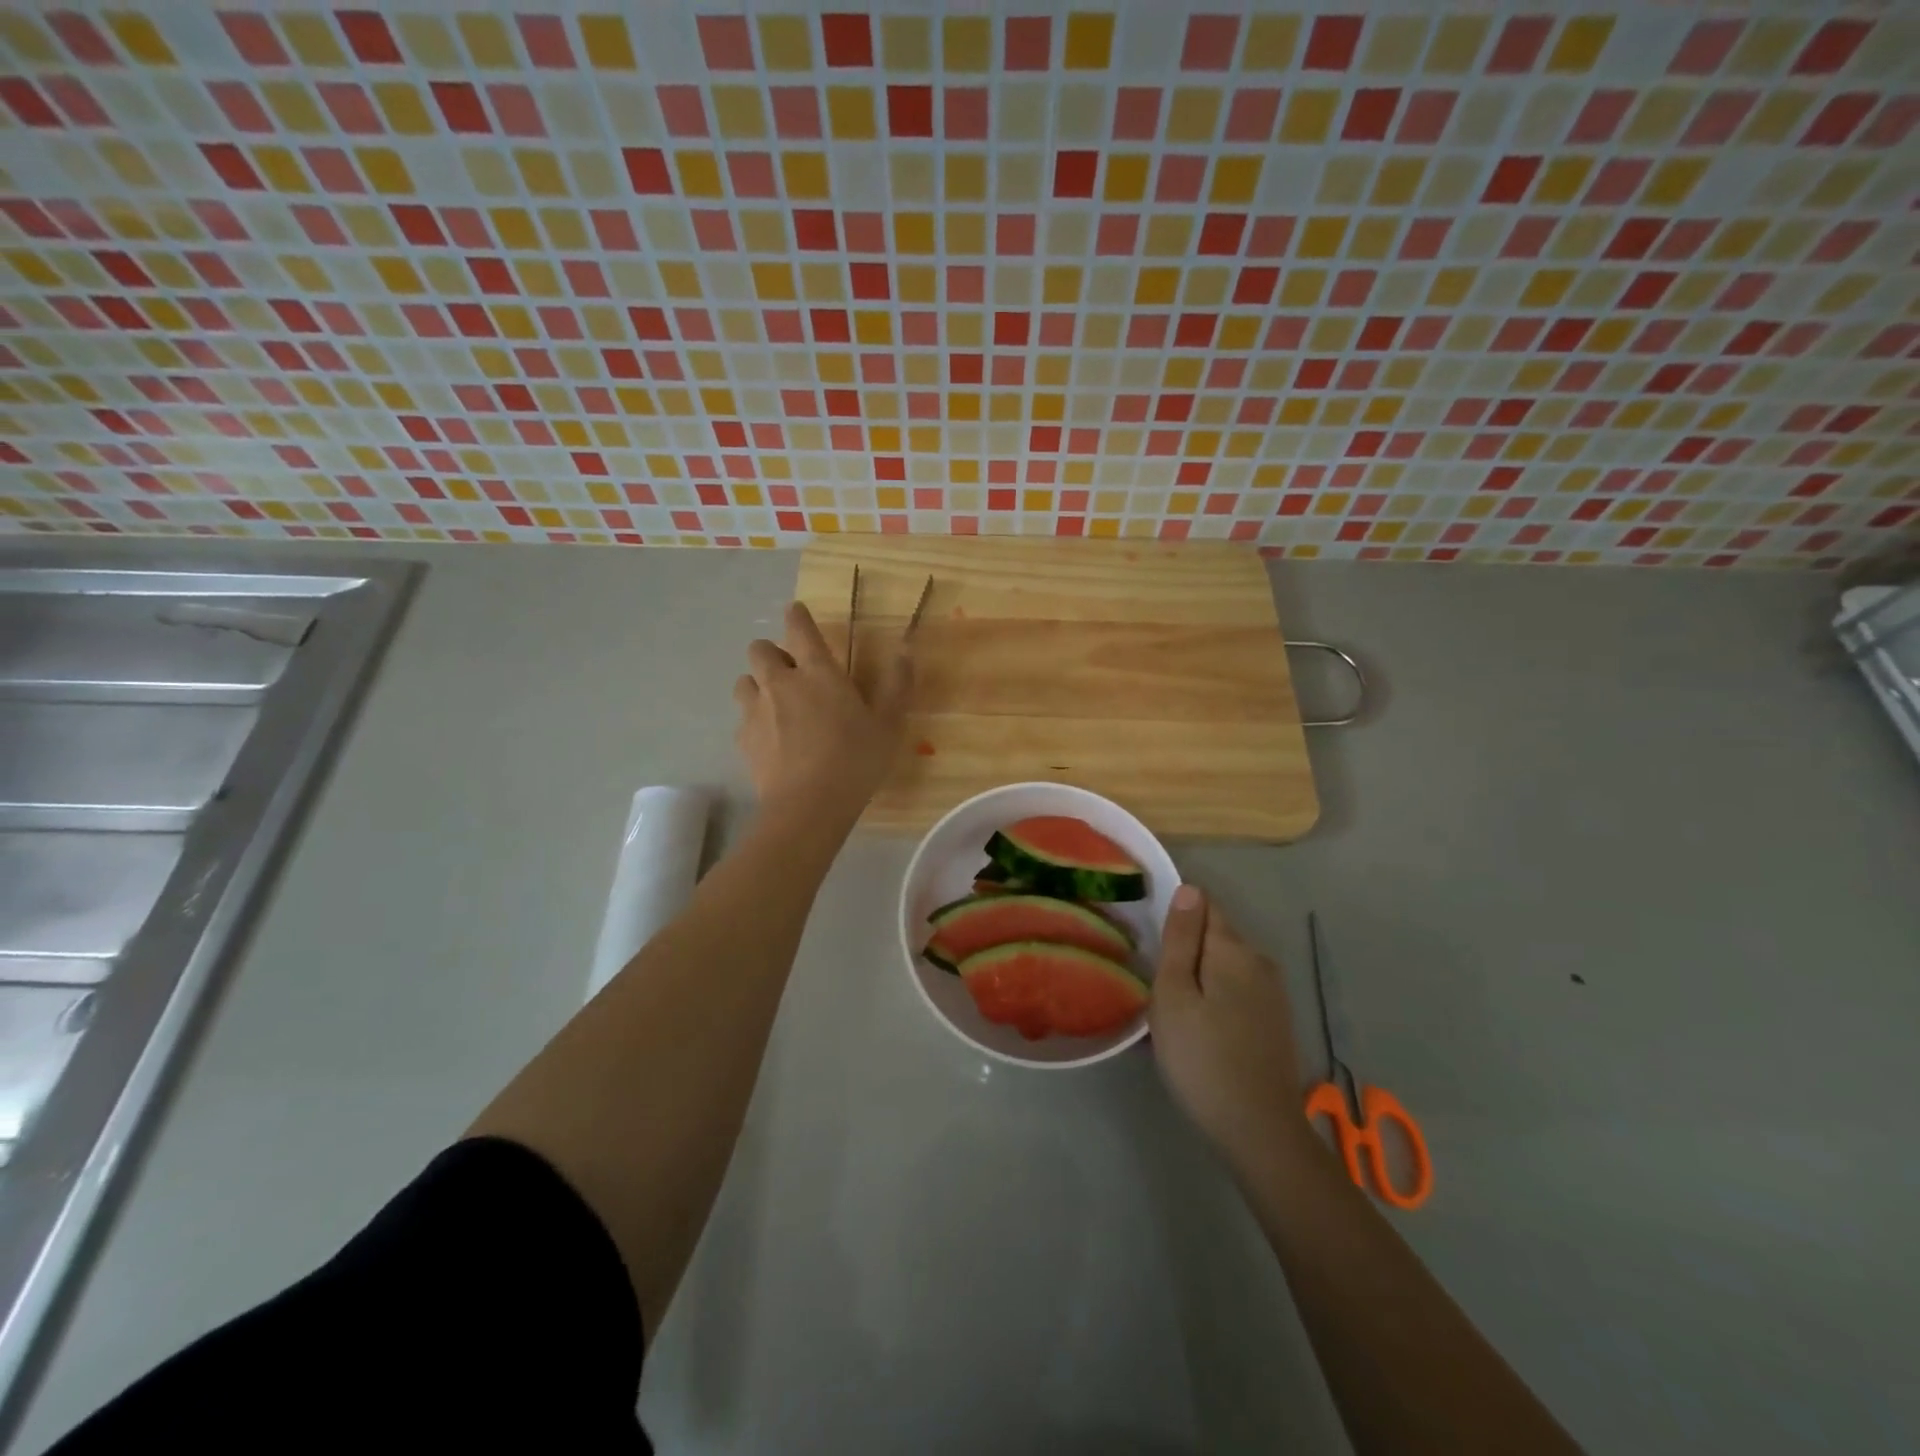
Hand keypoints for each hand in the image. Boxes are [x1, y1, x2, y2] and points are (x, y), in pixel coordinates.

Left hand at [734, 602, 911, 820]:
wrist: (808, 806)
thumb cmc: (855, 761)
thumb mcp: (889, 725)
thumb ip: (897, 685)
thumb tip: (904, 651)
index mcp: (818, 672)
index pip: (798, 628)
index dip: (797, 616)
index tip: (797, 612)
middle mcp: (781, 683)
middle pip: (759, 649)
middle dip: (773, 653)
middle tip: (792, 672)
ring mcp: (756, 711)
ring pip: (744, 681)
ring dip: (758, 685)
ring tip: (776, 704)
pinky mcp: (743, 740)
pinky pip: (743, 719)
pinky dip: (754, 721)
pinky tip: (771, 740)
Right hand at [1150, 886, 1309, 1172]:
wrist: (1258, 1130)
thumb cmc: (1202, 1057)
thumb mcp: (1174, 994)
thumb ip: (1180, 939)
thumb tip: (1189, 889)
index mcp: (1234, 949)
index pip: (1204, 905)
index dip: (1176, 916)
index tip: (1153, 946)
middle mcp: (1260, 961)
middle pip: (1215, 936)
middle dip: (1186, 950)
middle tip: (1155, 986)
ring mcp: (1273, 993)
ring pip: (1225, 966)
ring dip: (1199, 977)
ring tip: (1173, 1012)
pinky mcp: (1276, 1021)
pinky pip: (1237, 991)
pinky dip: (1215, 999)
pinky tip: (1200, 1031)